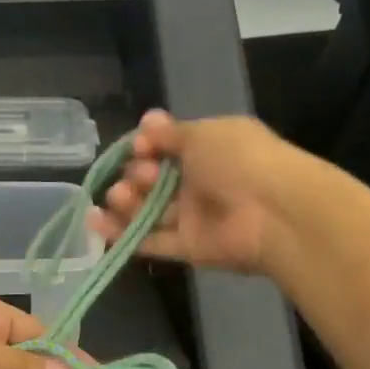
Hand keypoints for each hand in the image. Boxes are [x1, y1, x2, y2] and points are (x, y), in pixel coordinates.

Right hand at [87, 110, 292, 275]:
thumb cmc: (240, 161)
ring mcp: (194, 217)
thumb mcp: (203, 134)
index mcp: (210, 149)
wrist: (274, 212)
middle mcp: (201, 182)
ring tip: (117, 197)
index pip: (167, 146)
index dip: (147, 145)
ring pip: (149, 211)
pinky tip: (95, 222)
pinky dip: (122, 233)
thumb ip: (171, 133)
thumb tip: (147, 121)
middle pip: (154, 179)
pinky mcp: (189, 248)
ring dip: (125, 201)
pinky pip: (150, 241)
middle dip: (137, 173)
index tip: (139, 146)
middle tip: (141, 175)